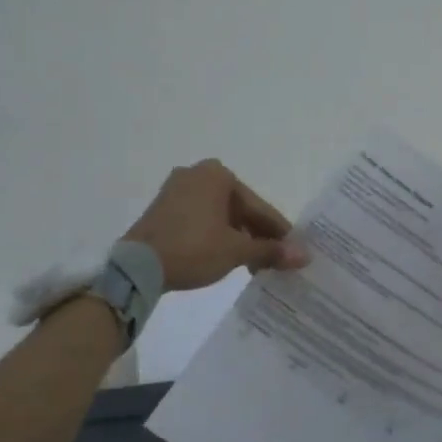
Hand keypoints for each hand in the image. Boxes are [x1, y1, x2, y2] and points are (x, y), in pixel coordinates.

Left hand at [125, 159, 308, 291]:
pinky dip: (216, 236)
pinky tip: (225, 256)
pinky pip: (200, 219)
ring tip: (252, 265)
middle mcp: (196, 174)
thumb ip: (271, 250)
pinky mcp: (162, 209)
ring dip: (237, 238)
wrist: (136, 267)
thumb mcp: (237, 250)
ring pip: (219, 215)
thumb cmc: (193, 249)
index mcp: (218, 174)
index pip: (258, 206)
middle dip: (257, 235)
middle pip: (239, 208)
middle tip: (273, 262)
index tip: (293, 251)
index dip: (278, 232)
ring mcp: (176, 190)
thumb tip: (305, 255)